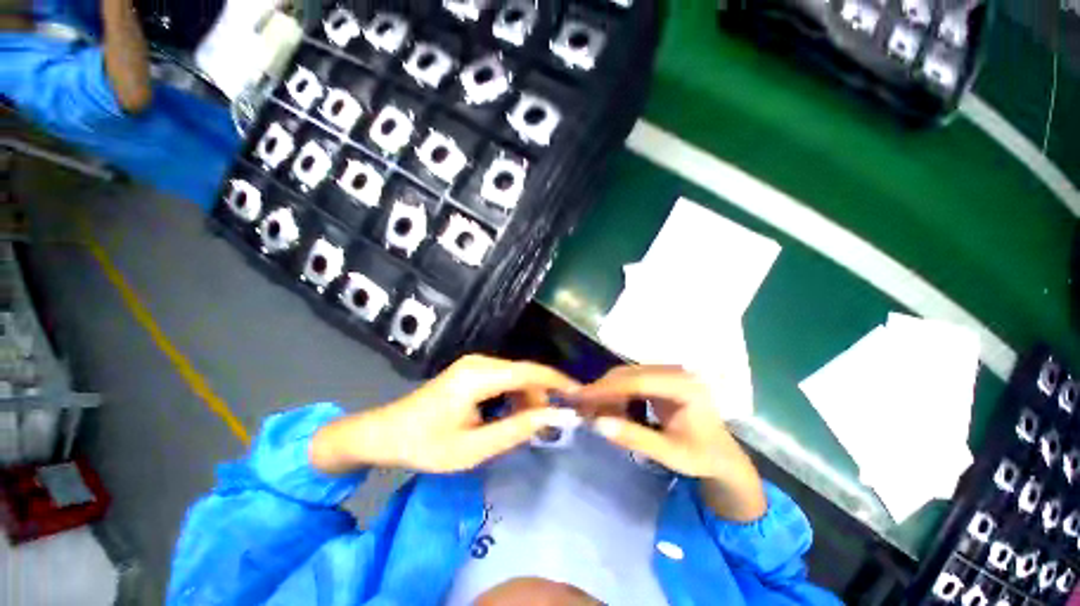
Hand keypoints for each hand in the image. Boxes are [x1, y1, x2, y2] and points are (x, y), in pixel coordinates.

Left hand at [310, 355, 579, 474]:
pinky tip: (511, 416)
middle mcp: (480, 362)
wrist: (385, 433)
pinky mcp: (472, 371)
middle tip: (548, 427)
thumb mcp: (473, 448)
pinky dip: (515, 397)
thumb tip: (552, 417)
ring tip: (528, 426)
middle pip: (525, 373)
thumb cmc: (426, 444)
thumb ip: (516, 430)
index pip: (529, 371)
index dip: (557, 381)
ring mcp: (475, 364)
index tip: (580, 395)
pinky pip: (504, 379)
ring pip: (516, 376)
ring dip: (528, 398)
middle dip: (541, 396)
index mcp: (479, 375)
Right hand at [573, 366, 766, 521]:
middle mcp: (675, 371)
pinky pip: (631, 381)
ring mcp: (668, 373)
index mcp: (684, 386)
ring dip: (607, 392)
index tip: (581, 397)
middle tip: (581, 407)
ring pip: (626, 375)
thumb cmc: (701, 456)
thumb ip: (634, 438)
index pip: (637, 381)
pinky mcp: (661, 379)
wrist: (722, 456)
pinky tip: (611, 409)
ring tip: (593, 412)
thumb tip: (597, 424)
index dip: (607, 388)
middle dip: (603, 390)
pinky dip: (616, 394)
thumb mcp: (670, 454)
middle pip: (628, 374)